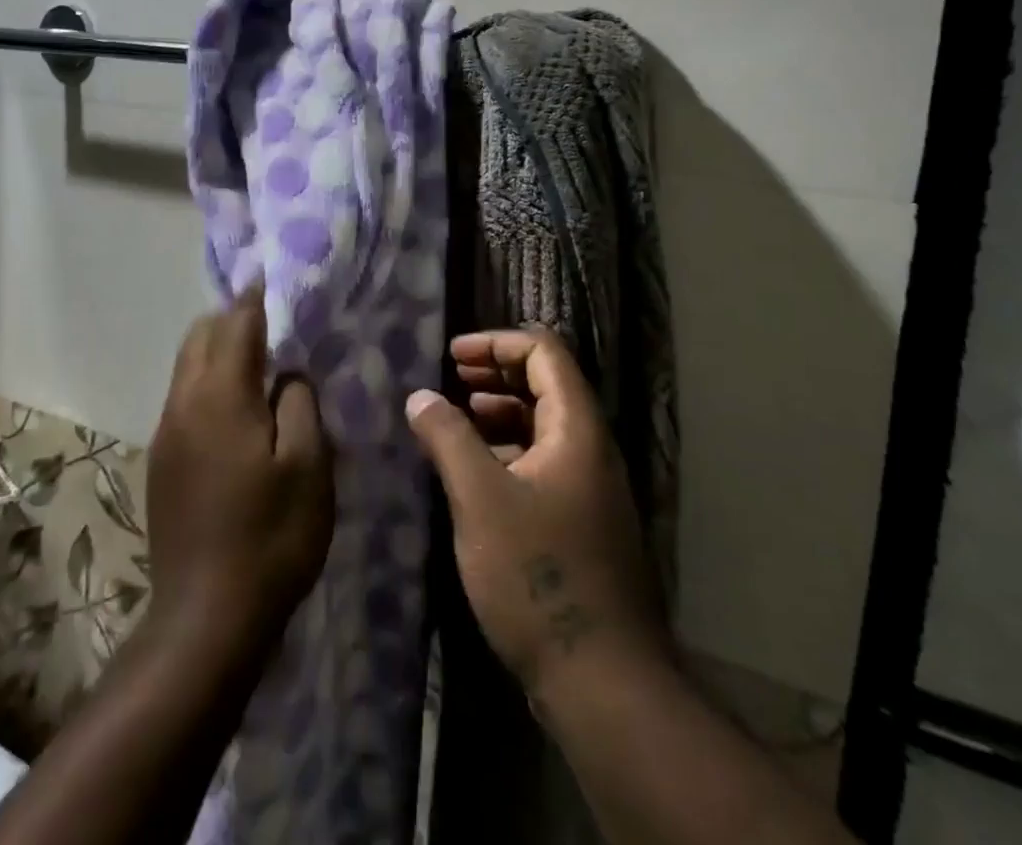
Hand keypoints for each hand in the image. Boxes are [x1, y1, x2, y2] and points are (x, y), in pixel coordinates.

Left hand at [146, 287, 334, 661]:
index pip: (235, 323)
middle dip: (232, 320)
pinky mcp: (160, 462)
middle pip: (200, 336)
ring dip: (218, 352)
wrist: (205, 620)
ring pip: (187, 367)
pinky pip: (184, 398)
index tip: (274, 279)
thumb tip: (288, 370)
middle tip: (274, 325)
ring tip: (260, 363)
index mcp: (220, 395)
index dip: (256, 298)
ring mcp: (165, 434)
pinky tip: (237, 411)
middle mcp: (183, 403)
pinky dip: (208, 383)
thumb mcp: (309, 466)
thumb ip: (299, 402)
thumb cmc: (271, 537)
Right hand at [406, 328, 670, 699]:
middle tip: (450, 378)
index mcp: (577, 428)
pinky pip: (542, 461)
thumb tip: (420, 396)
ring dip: (499, 411)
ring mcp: (589, 486)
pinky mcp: (580, 520)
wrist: (602, 680)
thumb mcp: (480, 499)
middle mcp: (590, 447)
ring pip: (543, 424)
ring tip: (456, 418)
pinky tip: (474, 470)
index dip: (497, 342)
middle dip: (496, 371)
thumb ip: (448, 437)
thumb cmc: (538, 576)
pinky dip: (507, 449)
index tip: (452, 356)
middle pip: (546, 382)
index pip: (544, 351)